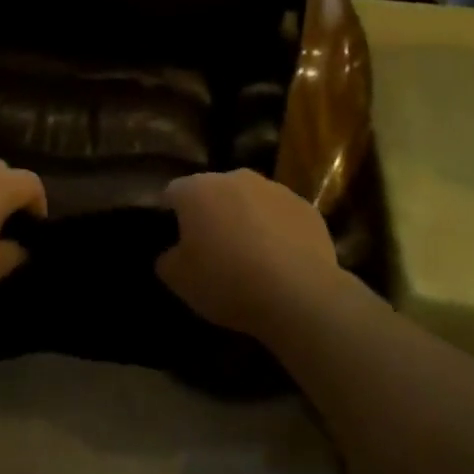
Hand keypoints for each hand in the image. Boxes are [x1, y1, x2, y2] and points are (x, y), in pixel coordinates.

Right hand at [156, 170, 338, 336]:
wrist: (299, 295)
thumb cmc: (227, 281)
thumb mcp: (179, 280)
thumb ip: (167, 259)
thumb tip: (173, 252)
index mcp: (197, 190)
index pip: (172, 192)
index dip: (170, 214)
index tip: (175, 239)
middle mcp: (235, 178)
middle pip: (213, 191)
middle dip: (210, 213)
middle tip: (211, 248)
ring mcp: (275, 189)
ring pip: (250, 200)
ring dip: (245, 219)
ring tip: (249, 255)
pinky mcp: (307, 207)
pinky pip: (281, 216)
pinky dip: (276, 231)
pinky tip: (280, 260)